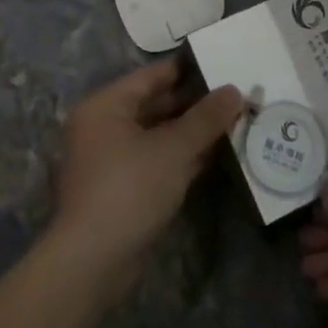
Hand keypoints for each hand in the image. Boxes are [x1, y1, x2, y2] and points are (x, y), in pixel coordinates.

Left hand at [48, 59, 242, 298]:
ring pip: (157, 135)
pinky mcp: (120, 190)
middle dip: (193, 103)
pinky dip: (180, 157)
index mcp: (105, 105)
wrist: (92, 263)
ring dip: (190, 132)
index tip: (220, 64)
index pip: (151, 76)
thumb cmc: (129, 188)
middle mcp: (102, 126)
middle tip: (233, 96)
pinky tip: (213, 154)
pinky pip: (155, 160)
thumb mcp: (173, 149)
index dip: (187, 70)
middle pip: (154, 105)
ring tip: (231, 121)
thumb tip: (234, 90)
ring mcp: (110, 160)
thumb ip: (205, 118)